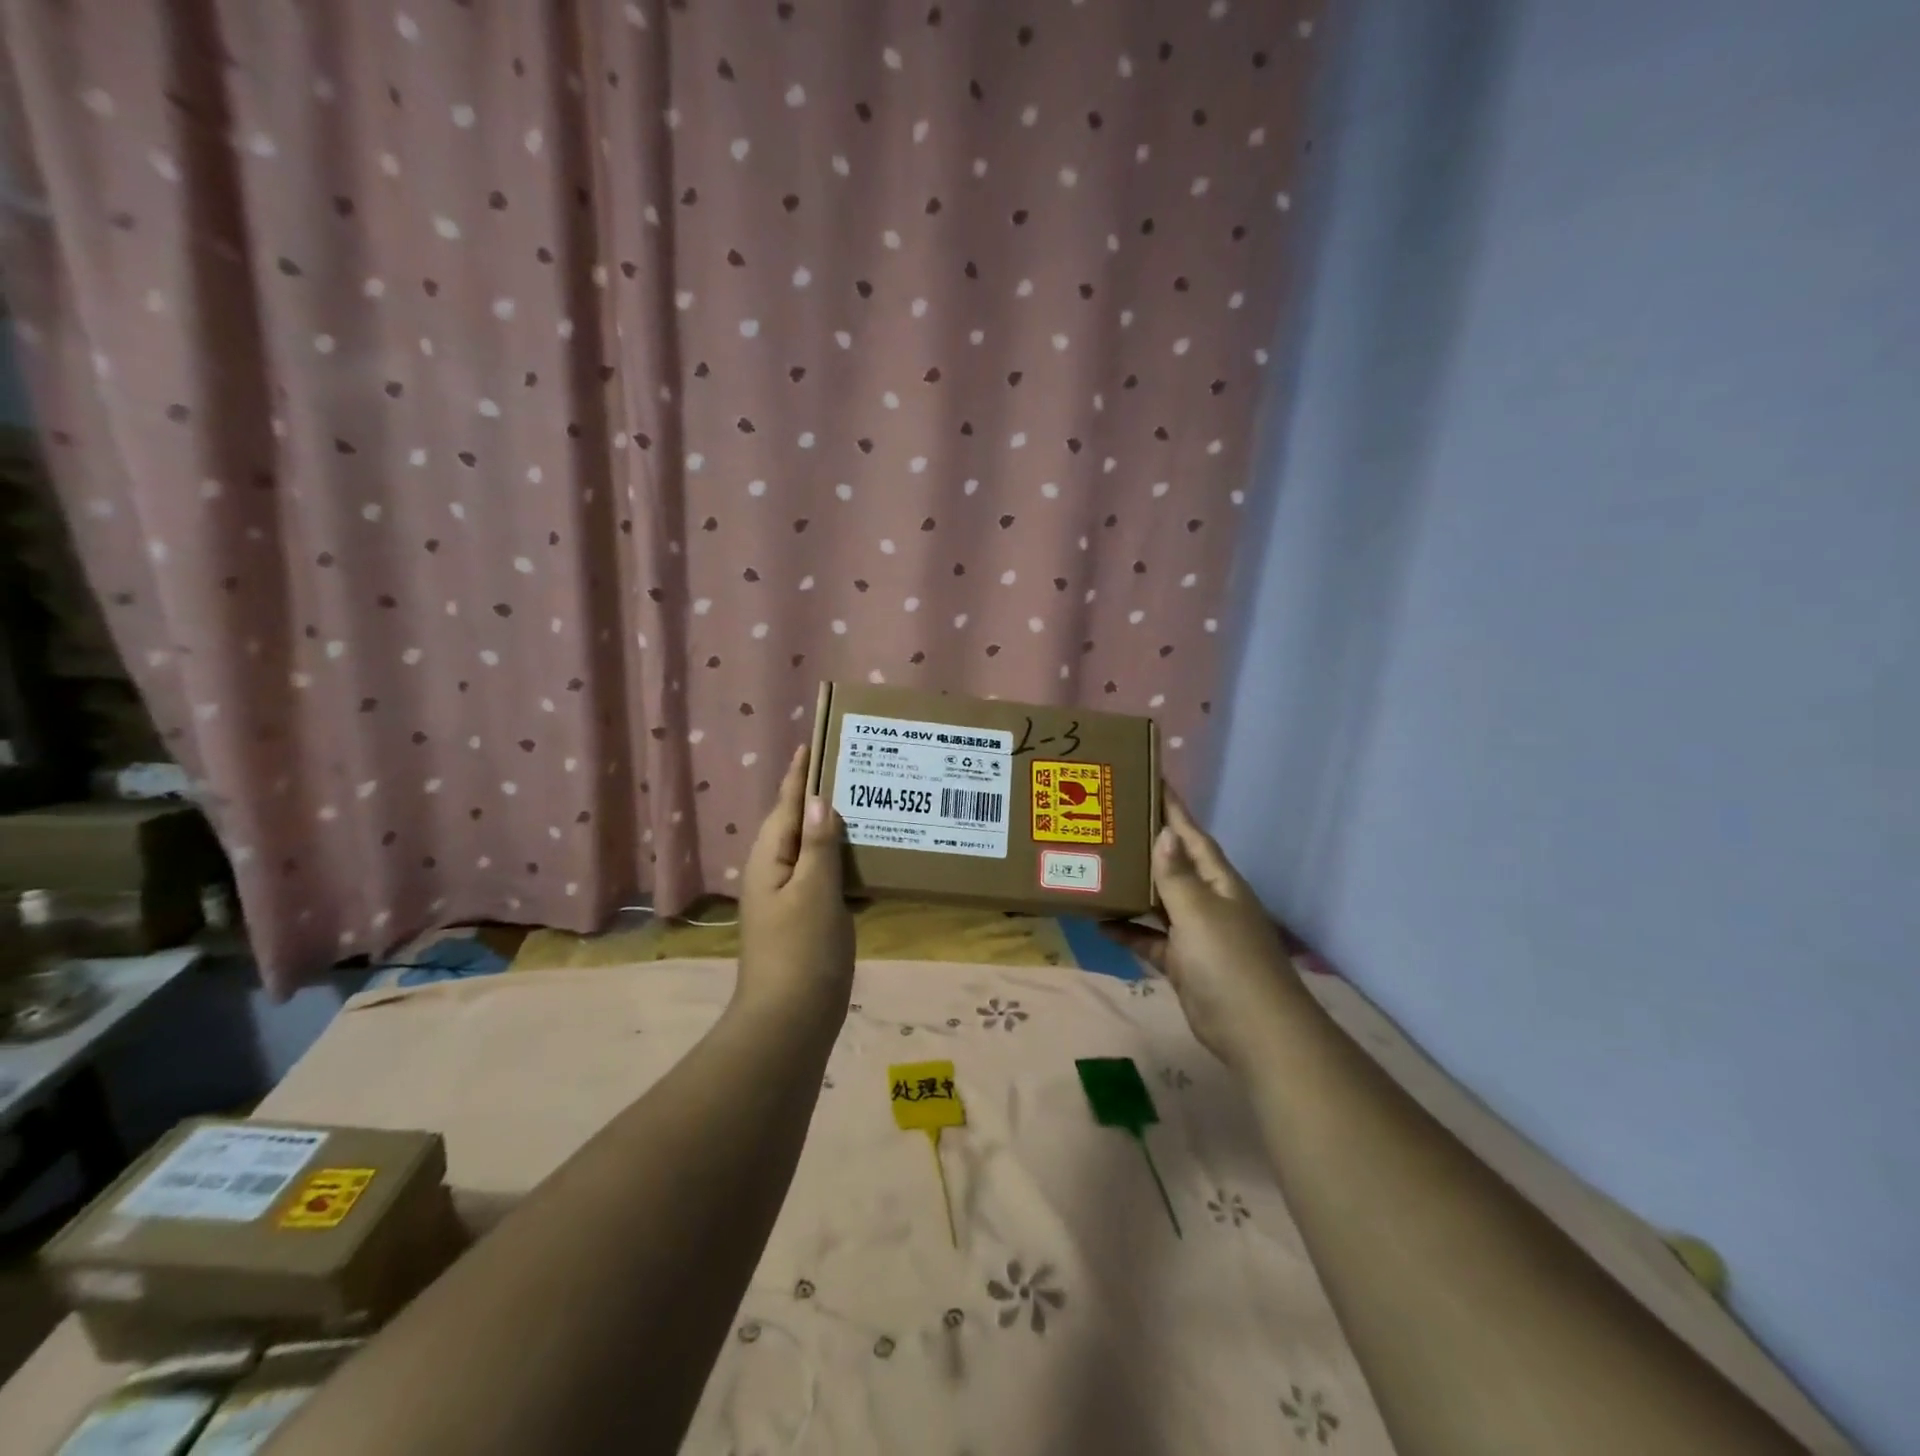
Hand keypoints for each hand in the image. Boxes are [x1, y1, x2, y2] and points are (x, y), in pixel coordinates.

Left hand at [737, 745, 853, 1019]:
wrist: (790, 1021)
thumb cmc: (802, 950)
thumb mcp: (814, 890)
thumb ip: (818, 844)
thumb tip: (819, 800)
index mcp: (769, 860)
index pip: (785, 804)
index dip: (799, 774)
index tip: (813, 742)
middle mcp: (774, 873)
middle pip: (797, 824)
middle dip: (820, 796)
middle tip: (853, 769)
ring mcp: (789, 899)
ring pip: (813, 851)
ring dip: (836, 829)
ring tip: (868, 805)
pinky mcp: (806, 919)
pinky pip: (825, 877)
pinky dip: (844, 863)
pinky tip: (870, 860)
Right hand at [1101, 790, 1303, 1068]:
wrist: (1254, 1031)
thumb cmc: (1228, 962)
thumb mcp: (1199, 912)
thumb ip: (1176, 875)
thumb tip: (1164, 834)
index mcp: (1218, 881)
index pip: (1192, 835)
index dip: (1173, 809)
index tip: (1151, 779)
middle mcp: (1207, 900)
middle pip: (1173, 864)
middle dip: (1146, 844)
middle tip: (1109, 821)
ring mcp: (1195, 933)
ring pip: (1158, 901)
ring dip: (1132, 888)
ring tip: (1097, 866)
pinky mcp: (1183, 962)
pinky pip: (1150, 938)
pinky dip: (1129, 931)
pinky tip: (1101, 922)